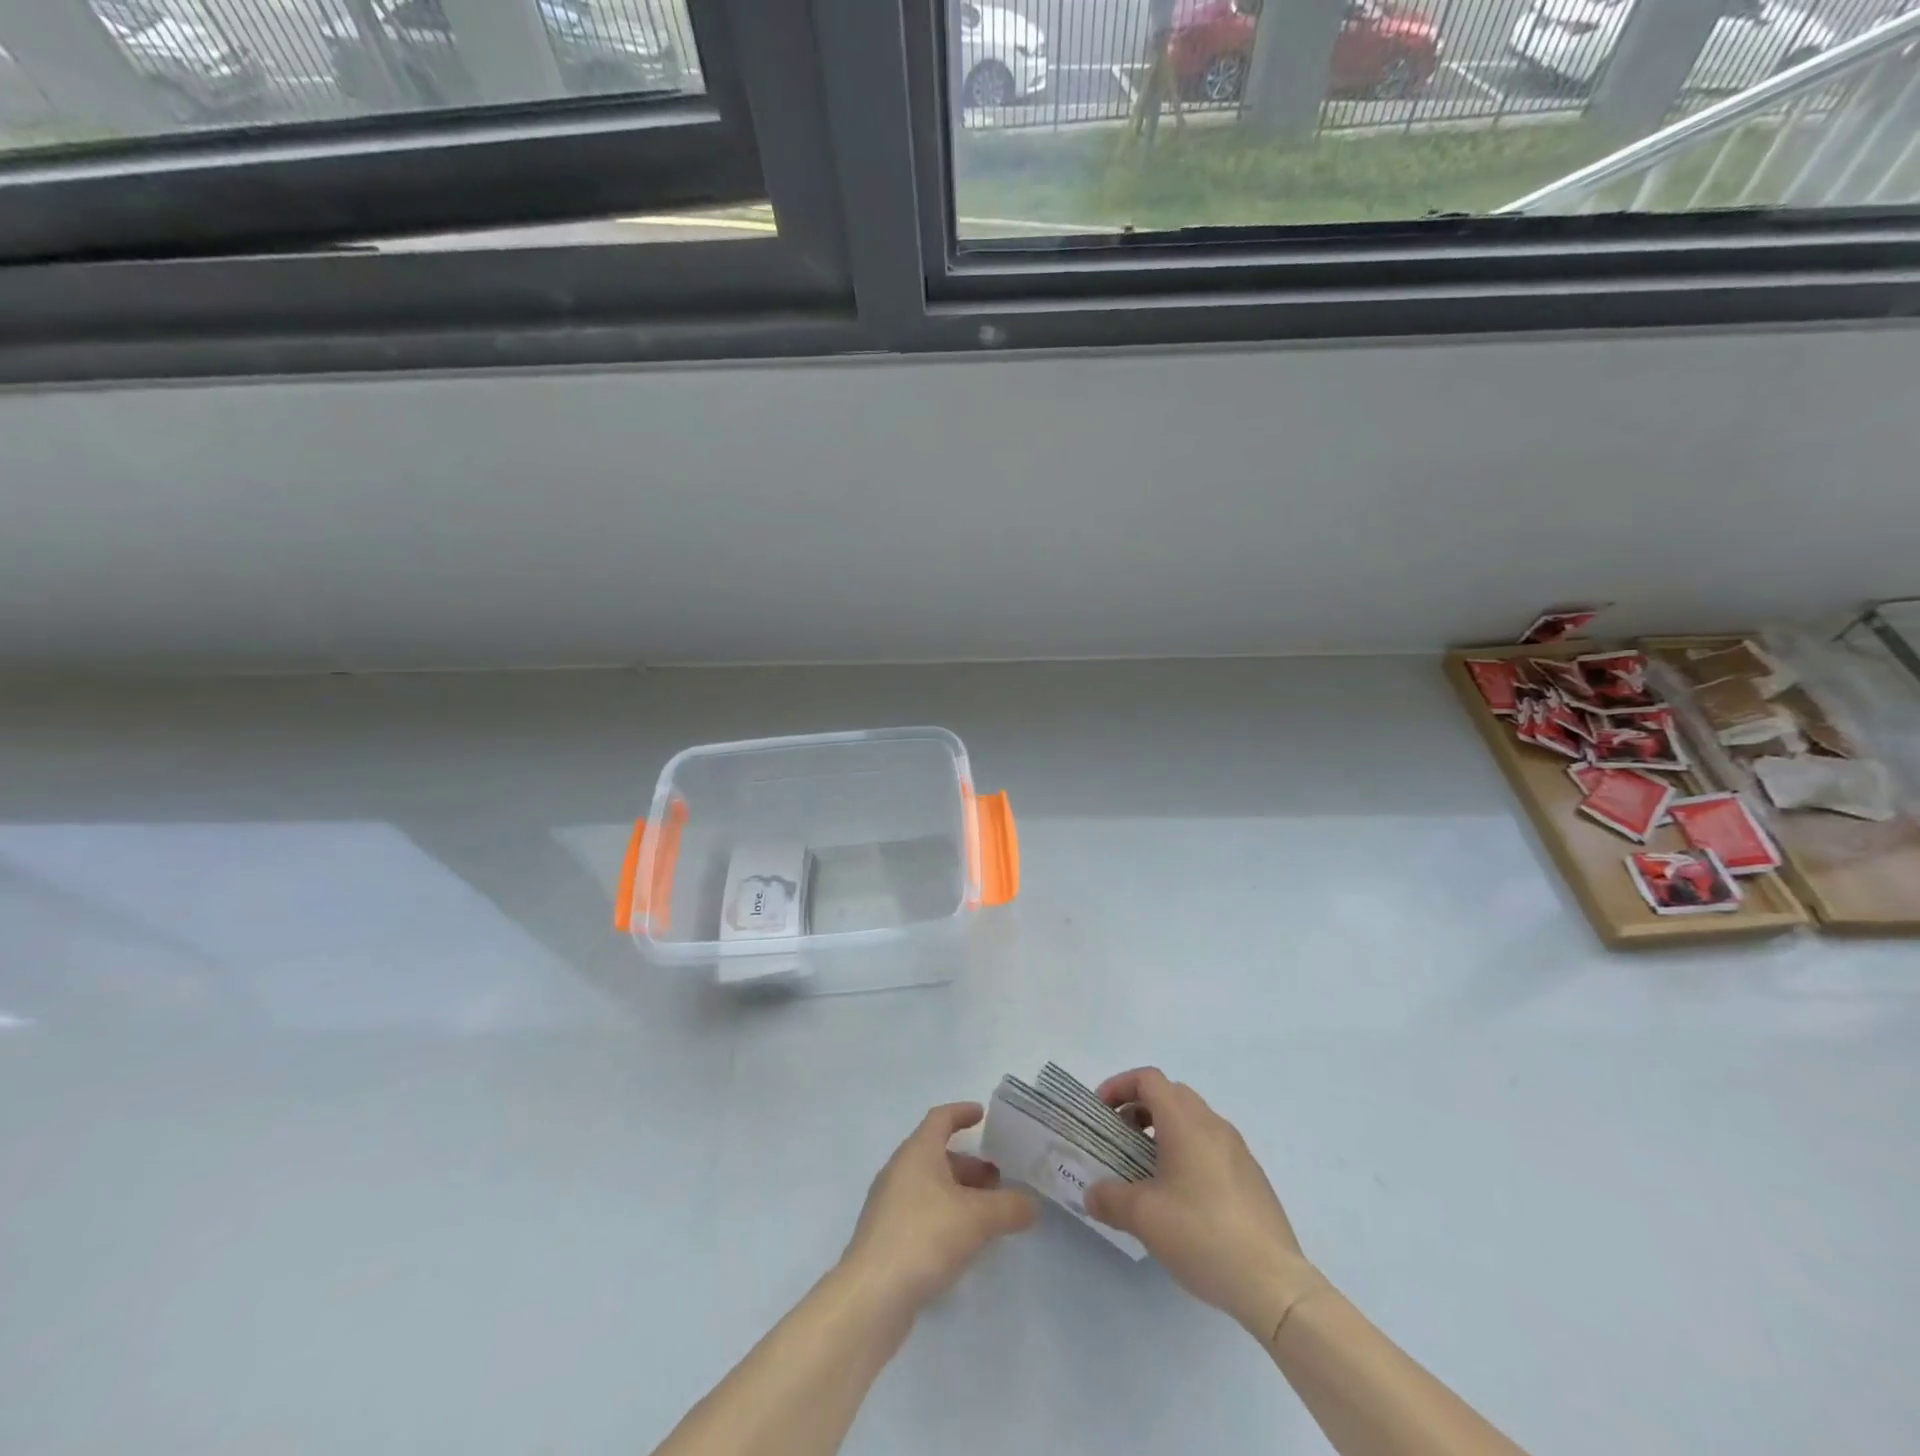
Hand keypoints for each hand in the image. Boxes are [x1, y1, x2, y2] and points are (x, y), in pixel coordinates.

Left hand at [839, 1102, 1037, 1318]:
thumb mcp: (977, 1219)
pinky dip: (946, 1215)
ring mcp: (890, 1204)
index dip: (962, 1113)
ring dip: (959, 1192)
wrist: (872, 1295)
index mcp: (917, 1152)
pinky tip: (964, 1241)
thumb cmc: (925, 1236)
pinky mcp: (887, 1236)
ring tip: (989, 1213)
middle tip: (999, 1178)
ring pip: (931, 1186)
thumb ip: (1009, 1207)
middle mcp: (900, 1170)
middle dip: (969, 1164)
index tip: (983, 1115)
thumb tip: (1032, 1204)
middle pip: (937, 1155)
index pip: (940, 1118)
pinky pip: (922, 1212)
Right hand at [1084, 1068, 1329, 1343]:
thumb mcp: (1144, 1218)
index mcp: (1186, 1122)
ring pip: (1193, 1119)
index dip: (1120, 1086)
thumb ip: (1110, 1199)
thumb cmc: (1202, 1235)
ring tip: (1147, 1169)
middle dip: (1140, 1107)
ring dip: (1164, 1130)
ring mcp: (1237, 1150)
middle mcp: (1213, 1125)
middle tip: (1121, 1138)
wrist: (1274, 1283)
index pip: (1148, 1079)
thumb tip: (1092, 1194)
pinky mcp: (1252, 1176)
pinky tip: (1182, 1196)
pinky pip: (1211, 1145)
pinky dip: (1188, 1151)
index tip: (1102, 1112)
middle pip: (1171, 1094)